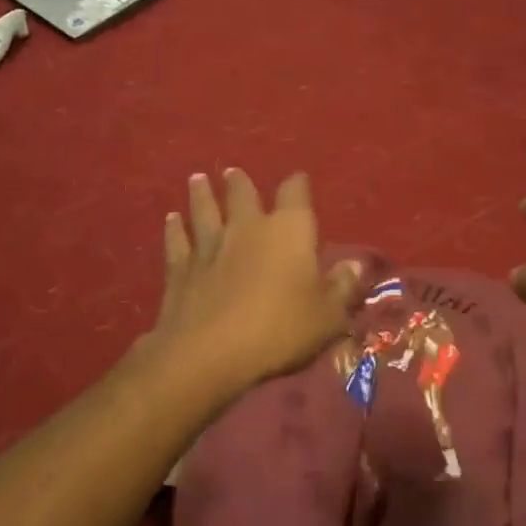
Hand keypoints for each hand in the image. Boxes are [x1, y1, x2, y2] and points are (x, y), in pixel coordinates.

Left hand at [146, 169, 361, 399]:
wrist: (209, 353)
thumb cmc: (279, 331)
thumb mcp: (327, 317)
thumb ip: (342, 288)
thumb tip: (355, 264)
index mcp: (288, 231)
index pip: (295, 194)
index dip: (297, 185)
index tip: (298, 179)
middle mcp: (247, 227)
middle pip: (242, 194)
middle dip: (240, 183)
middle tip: (233, 173)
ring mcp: (209, 245)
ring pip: (204, 210)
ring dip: (202, 195)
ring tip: (197, 179)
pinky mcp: (180, 268)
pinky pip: (177, 240)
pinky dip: (174, 229)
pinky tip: (171, 220)